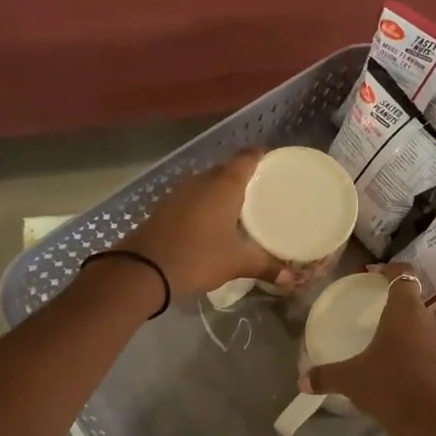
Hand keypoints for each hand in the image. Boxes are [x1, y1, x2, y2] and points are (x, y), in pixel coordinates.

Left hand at [126, 151, 274, 298]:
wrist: (144, 268)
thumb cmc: (198, 256)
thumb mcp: (236, 263)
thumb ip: (265, 267)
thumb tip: (292, 279)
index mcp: (225, 185)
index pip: (247, 158)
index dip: (261, 156)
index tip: (275, 162)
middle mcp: (202, 180)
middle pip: (227, 169)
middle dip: (243, 177)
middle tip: (263, 191)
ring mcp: (180, 192)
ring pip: (207, 184)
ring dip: (222, 192)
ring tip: (241, 208)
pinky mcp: (165, 207)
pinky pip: (193, 198)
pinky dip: (205, 205)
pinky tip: (212, 222)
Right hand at [303, 265, 435, 435]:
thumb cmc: (393, 391)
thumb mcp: (353, 382)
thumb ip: (328, 376)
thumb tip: (302, 381)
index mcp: (407, 314)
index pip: (405, 277)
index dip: (394, 271)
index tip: (383, 274)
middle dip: (431, 303)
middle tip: (411, 317)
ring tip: (421, 346)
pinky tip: (430, 375)